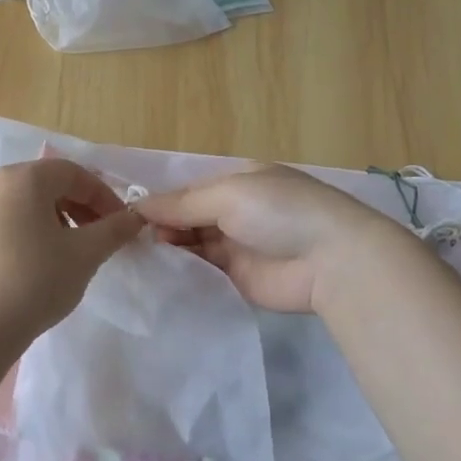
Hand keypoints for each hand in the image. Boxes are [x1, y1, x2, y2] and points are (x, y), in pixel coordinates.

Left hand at [0, 158, 145, 352]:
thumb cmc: (35, 283)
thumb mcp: (85, 255)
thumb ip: (114, 230)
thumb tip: (135, 218)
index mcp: (23, 178)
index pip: (73, 173)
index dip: (104, 195)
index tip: (121, 223)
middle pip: (47, 184)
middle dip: (80, 206)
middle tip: (100, 236)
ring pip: (25, 203)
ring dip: (56, 218)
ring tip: (70, 251)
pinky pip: (5, 221)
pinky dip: (29, 231)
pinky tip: (37, 263)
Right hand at [136, 164, 400, 312]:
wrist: (331, 260)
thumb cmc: (280, 212)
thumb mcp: (229, 195)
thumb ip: (182, 203)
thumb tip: (137, 206)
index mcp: (239, 182)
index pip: (190, 190)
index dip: (162, 202)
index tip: (129, 217)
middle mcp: (237, 211)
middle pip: (189, 218)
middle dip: (162, 227)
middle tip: (131, 242)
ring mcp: (238, 246)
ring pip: (193, 245)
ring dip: (169, 249)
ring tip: (136, 258)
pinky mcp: (238, 278)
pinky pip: (203, 272)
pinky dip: (182, 272)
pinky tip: (155, 275)